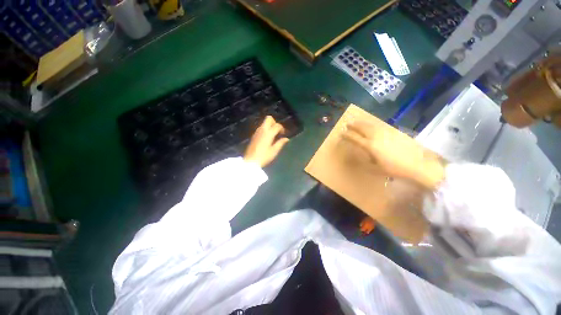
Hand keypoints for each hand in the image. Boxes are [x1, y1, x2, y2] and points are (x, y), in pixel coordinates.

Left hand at [244, 116, 289, 167]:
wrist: (251, 161)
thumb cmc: (264, 156)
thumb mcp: (274, 151)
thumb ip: (280, 143)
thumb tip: (286, 139)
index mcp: (268, 133)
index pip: (277, 125)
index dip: (282, 128)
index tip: (283, 134)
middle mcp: (262, 130)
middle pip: (269, 119)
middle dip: (274, 122)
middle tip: (277, 131)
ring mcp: (257, 132)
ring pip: (264, 123)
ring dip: (270, 126)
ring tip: (273, 135)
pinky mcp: (254, 135)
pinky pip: (261, 128)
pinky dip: (265, 129)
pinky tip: (267, 138)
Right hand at [342, 121, 444, 189]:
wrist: (419, 164)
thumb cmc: (395, 169)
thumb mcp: (376, 169)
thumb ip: (365, 162)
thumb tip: (358, 157)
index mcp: (370, 146)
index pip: (354, 138)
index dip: (347, 135)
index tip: (341, 134)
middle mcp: (376, 137)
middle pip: (362, 128)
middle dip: (353, 125)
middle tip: (347, 124)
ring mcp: (386, 132)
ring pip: (371, 124)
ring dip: (362, 122)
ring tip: (356, 121)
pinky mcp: (394, 131)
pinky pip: (380, 125)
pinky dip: (372, 124)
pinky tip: (371, 124)